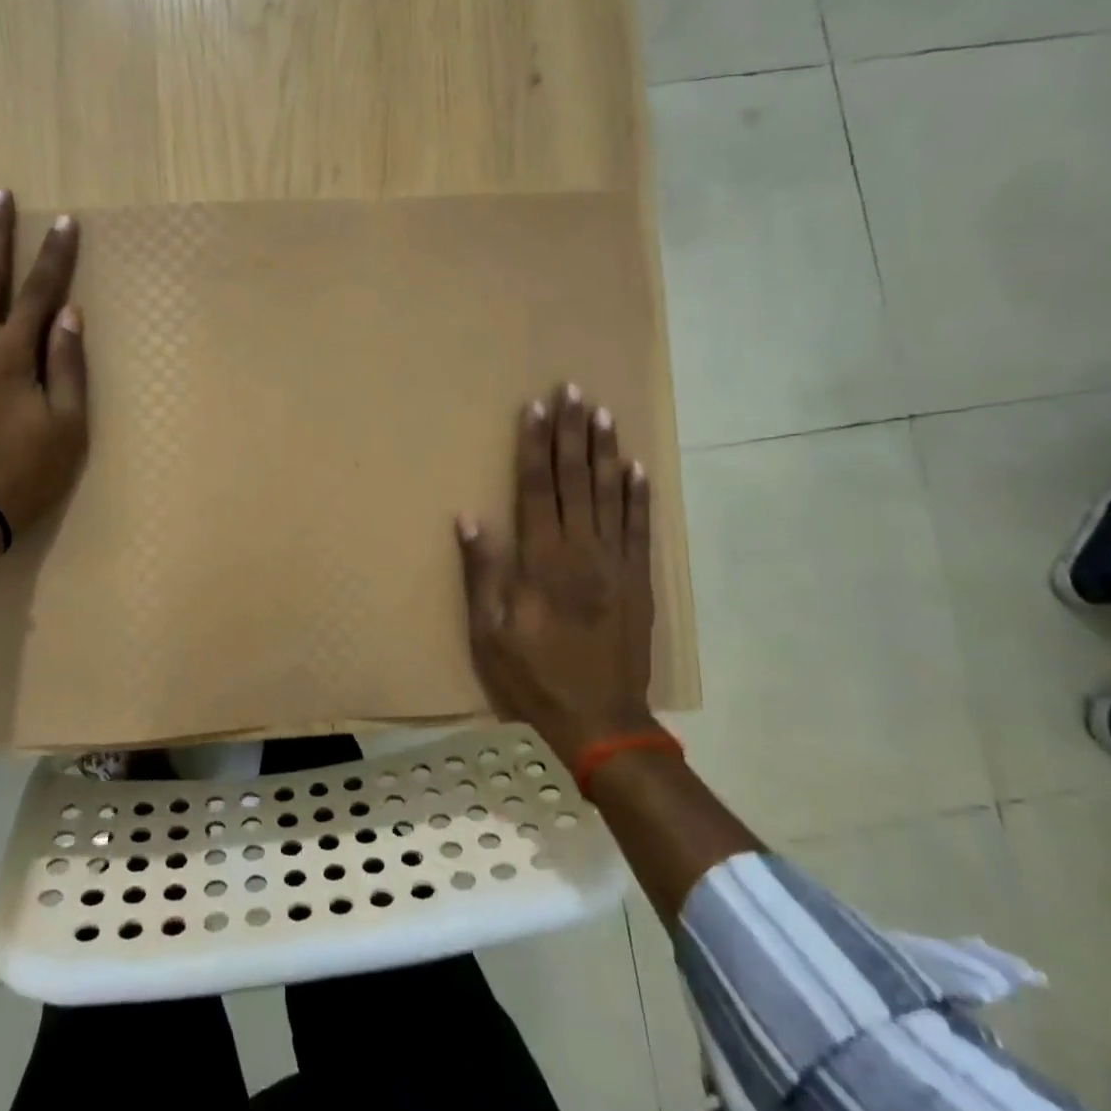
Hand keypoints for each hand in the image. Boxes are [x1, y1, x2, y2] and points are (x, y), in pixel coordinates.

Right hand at [456, 383, 656, 771]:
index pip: (537, 488)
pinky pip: (640, 527)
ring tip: (602, 413)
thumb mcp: (490, 632)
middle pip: (575, 480)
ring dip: (604, 451)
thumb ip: (482, 573)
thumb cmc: (535, 676)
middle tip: (572, 390)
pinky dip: (639, 495)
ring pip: (610, 494)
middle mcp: (582, 550)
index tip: (535, 408)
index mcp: (542, 561)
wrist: (602, 720)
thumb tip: (470, 518)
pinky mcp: (639, 579)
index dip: (535, 446)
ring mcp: (616, 563)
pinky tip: (637, 467)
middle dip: (571, 433)